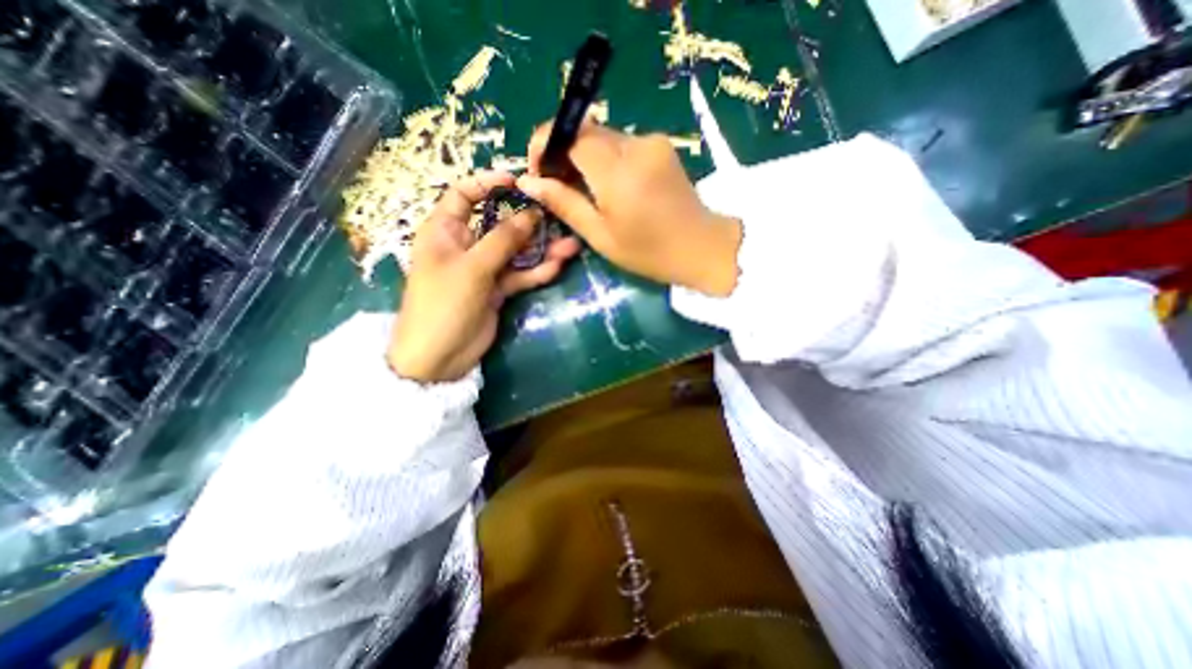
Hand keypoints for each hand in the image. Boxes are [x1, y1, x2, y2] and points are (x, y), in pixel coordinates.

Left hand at [388, 170, 583, 383]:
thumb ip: (503, 240)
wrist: (438, 357)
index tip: (518, 182)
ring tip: (571, 245)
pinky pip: (520, 275)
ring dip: (541, 249)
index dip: (488, 183)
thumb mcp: (473, 267)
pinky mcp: (497, 290)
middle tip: (557, 217)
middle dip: (528, 221)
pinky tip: (558, 265)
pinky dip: (537, 271)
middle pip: (499, 223)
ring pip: (515, 252)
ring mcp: (483, 269)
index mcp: (445, 230)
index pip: (463, 194)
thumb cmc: (443, 304)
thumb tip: (531, 214)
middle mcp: (465, 245)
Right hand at [518, 120, 741, 298]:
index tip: (538, 170)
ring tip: (584, 191)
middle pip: (585, 131)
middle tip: (558, 186)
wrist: (701, 247)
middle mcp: (635, 145)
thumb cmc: (648, 251)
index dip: (545, 143)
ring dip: (585, 157)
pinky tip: (610, 186)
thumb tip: (528, 182)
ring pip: (603, 137)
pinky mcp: (662, 145)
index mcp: (617, 171)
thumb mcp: (600, 235)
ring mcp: (652, 142)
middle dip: (563, 152)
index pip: (569, 132)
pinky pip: (622, 143)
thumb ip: (564, 203)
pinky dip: (606, 159)